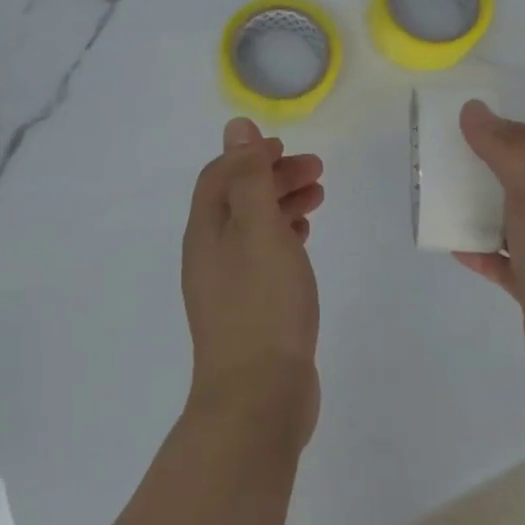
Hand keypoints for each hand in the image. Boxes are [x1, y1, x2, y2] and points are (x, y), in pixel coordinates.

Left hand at [180, 118, 325, 440]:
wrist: (258, 398)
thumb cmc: (262, 303)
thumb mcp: (258, 228)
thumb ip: (248, 177)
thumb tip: (235, 127)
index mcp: (205, 230)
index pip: (221, 175)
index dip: (251, 155)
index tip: (288, 150)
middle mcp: (210, 252)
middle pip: (239, 198)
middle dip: (274, 177)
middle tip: (317, 171)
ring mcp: (229, 283)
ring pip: (254, 227)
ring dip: (282, 204)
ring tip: (319, 196)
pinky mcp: (250, 308)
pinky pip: (264, 256)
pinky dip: (284, 236)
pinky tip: (305, 237)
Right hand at [454, 100, 524, 399]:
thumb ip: (503, 151)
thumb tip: (473, 108)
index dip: (513, 133)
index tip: (474, 127)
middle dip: (492, 170)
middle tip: (451, 161)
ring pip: (512, 224)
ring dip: (482, 212)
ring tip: (444, 200)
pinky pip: (503, 264)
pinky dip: (481, 254)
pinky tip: (455, 247)